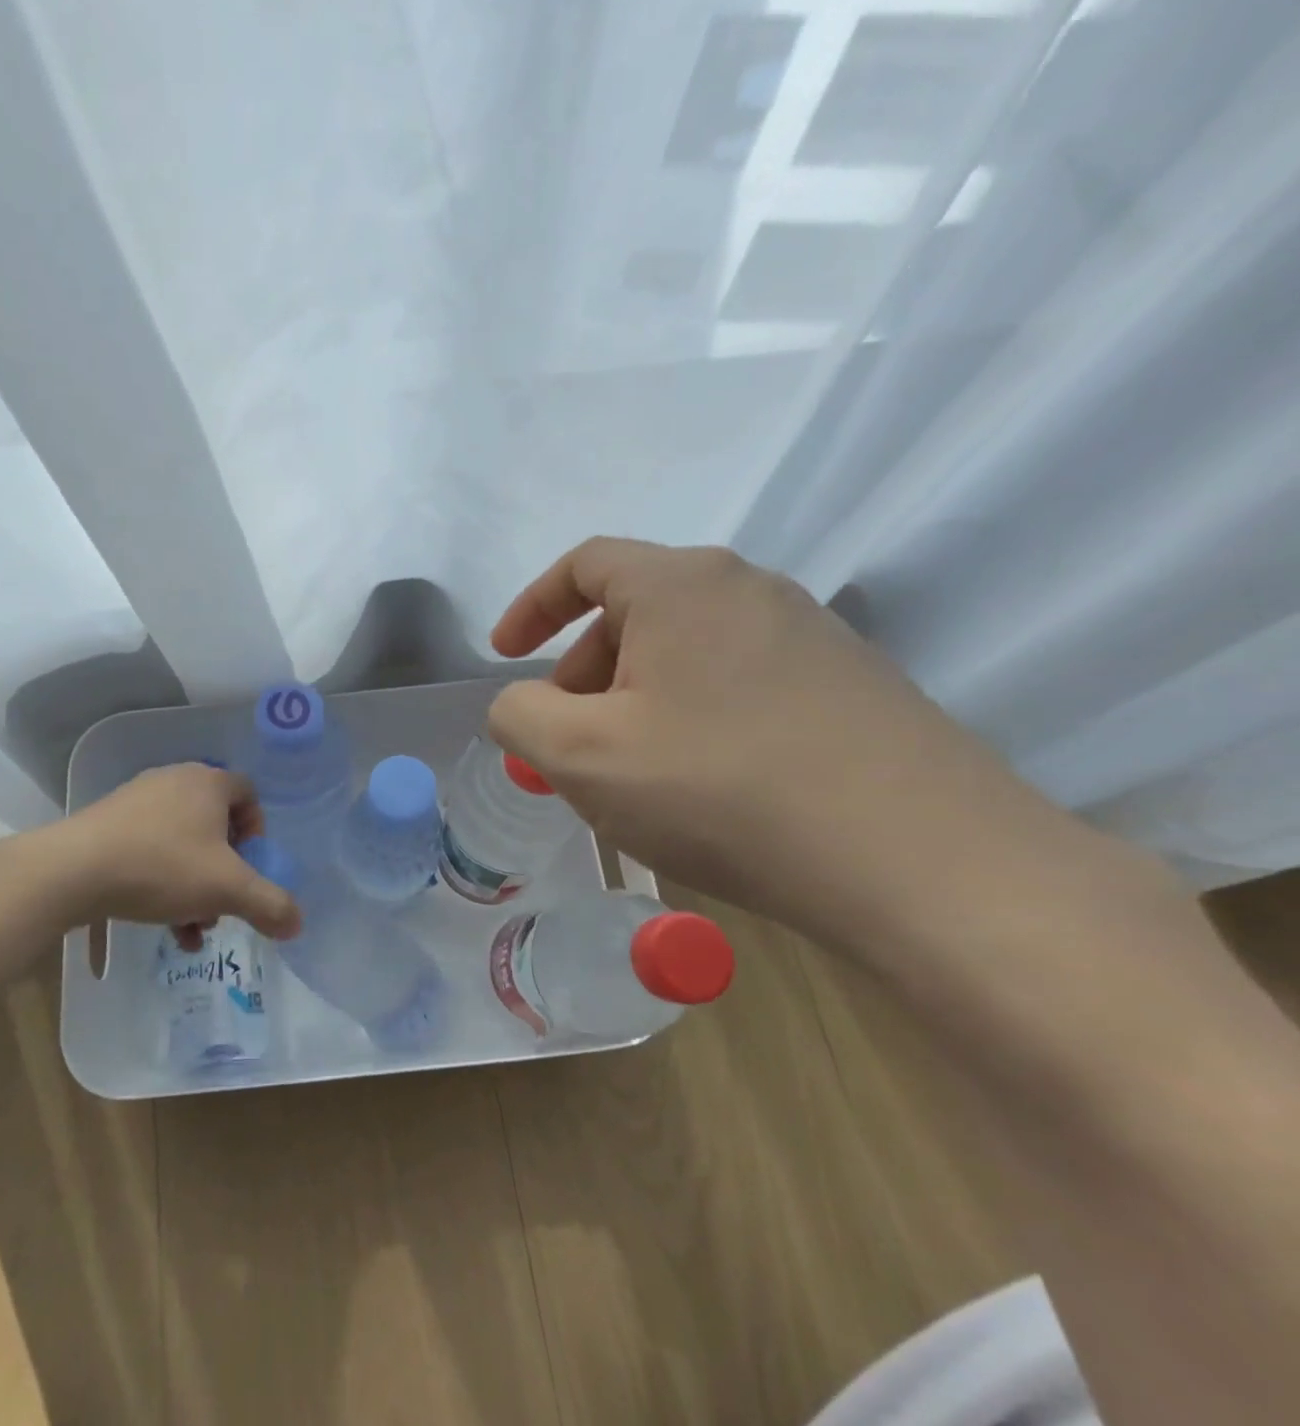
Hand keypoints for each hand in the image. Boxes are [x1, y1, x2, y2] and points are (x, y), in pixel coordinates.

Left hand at [53, 764, 300, 942]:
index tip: (250, 865)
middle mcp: (175, 781)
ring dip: (195, 884)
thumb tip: (298, 923)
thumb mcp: (227, 890)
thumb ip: (269, 905)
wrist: (73, 870)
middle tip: (221, 902)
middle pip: (215, 823)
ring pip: (183, 842)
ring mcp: (138, 799)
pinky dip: (163, 882)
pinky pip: (150, 848)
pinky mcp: (109, 823)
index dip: (257, 830)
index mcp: (208, 783)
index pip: (248, 793)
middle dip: (225, 869)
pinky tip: (161, 923)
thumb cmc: (162, 866)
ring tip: (192, 926)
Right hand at [485, 539, 1089, 942]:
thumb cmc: (720, 790)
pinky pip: (737, 684)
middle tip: (568, 743)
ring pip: (686, 653)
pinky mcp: (849, 685)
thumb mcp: (581, 757)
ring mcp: (810, 635)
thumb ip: (519, 716)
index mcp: (681, 585)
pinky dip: (691, 719)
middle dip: (582, 672)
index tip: (504, 656)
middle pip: (634, 612)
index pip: (585, 565)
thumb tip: (522, 705)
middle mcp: (750, 589)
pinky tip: (702, 786)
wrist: (921, 861)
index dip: (531, 606)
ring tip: (631, 775)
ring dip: (636, 701)